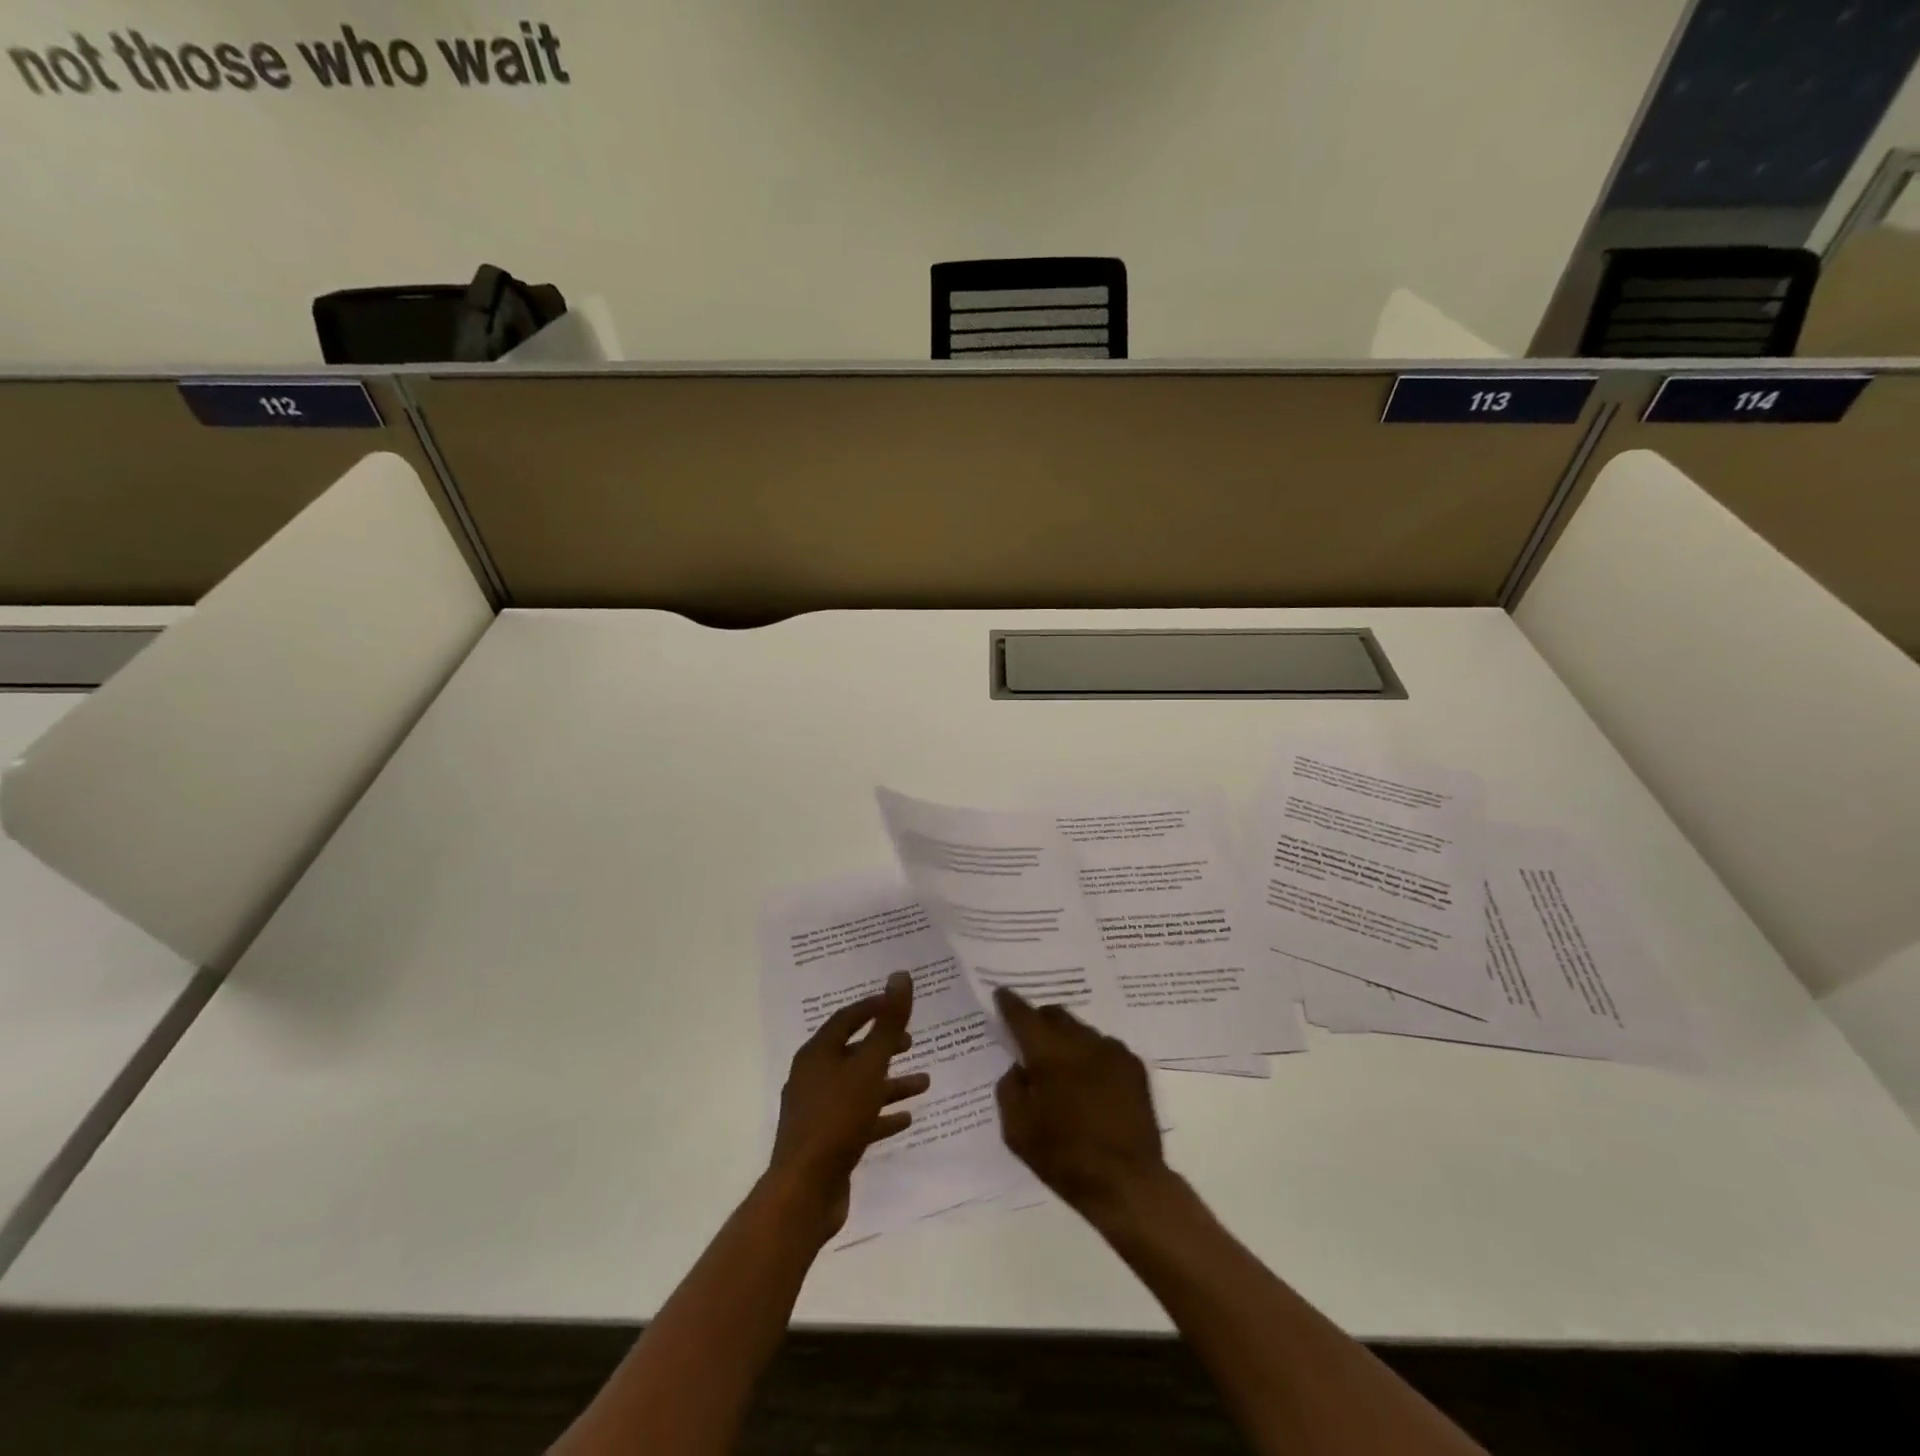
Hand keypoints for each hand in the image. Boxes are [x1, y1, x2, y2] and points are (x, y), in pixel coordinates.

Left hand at [767, 971, 928, 1241]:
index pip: (847, 1018)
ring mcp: (817, 1110)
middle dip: (884, 1045)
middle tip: (912, 1042)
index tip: (899, 1003)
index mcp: (817, 1053)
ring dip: (890, 1083)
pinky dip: (881, 1114)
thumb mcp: (870, 1066)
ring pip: (859, 1086)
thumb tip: (900, 974)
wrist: (805, 1191)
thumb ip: (888, 1023)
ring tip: (924, 1082)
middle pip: (853, 1052)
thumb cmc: (838, 1118)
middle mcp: (813, 1076)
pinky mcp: (825, 1140)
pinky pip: (858, 1118)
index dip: (874, 1007)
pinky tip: (906, 1118)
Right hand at [993, 987, 1169, 1225]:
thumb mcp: (1017, 1130)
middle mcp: (1082, 1042)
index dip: (1010, 1003)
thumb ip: (1009, 1089)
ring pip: (1081, 1030)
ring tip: (1063, 1067)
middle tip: (1030, 1038)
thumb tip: (1018, 1067)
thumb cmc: (1064, 1158)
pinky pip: (1105, 1048)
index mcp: (1049, 1053)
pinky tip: (1091, 1081)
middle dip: (1039, 1020)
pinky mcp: (1134, 1067)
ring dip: (1067, 1040)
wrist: (1127, 1183)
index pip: (1024, 1016)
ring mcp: (1113, 1051)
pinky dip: (1092, 1056)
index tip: (1001, 994)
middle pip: (1055, 1015)